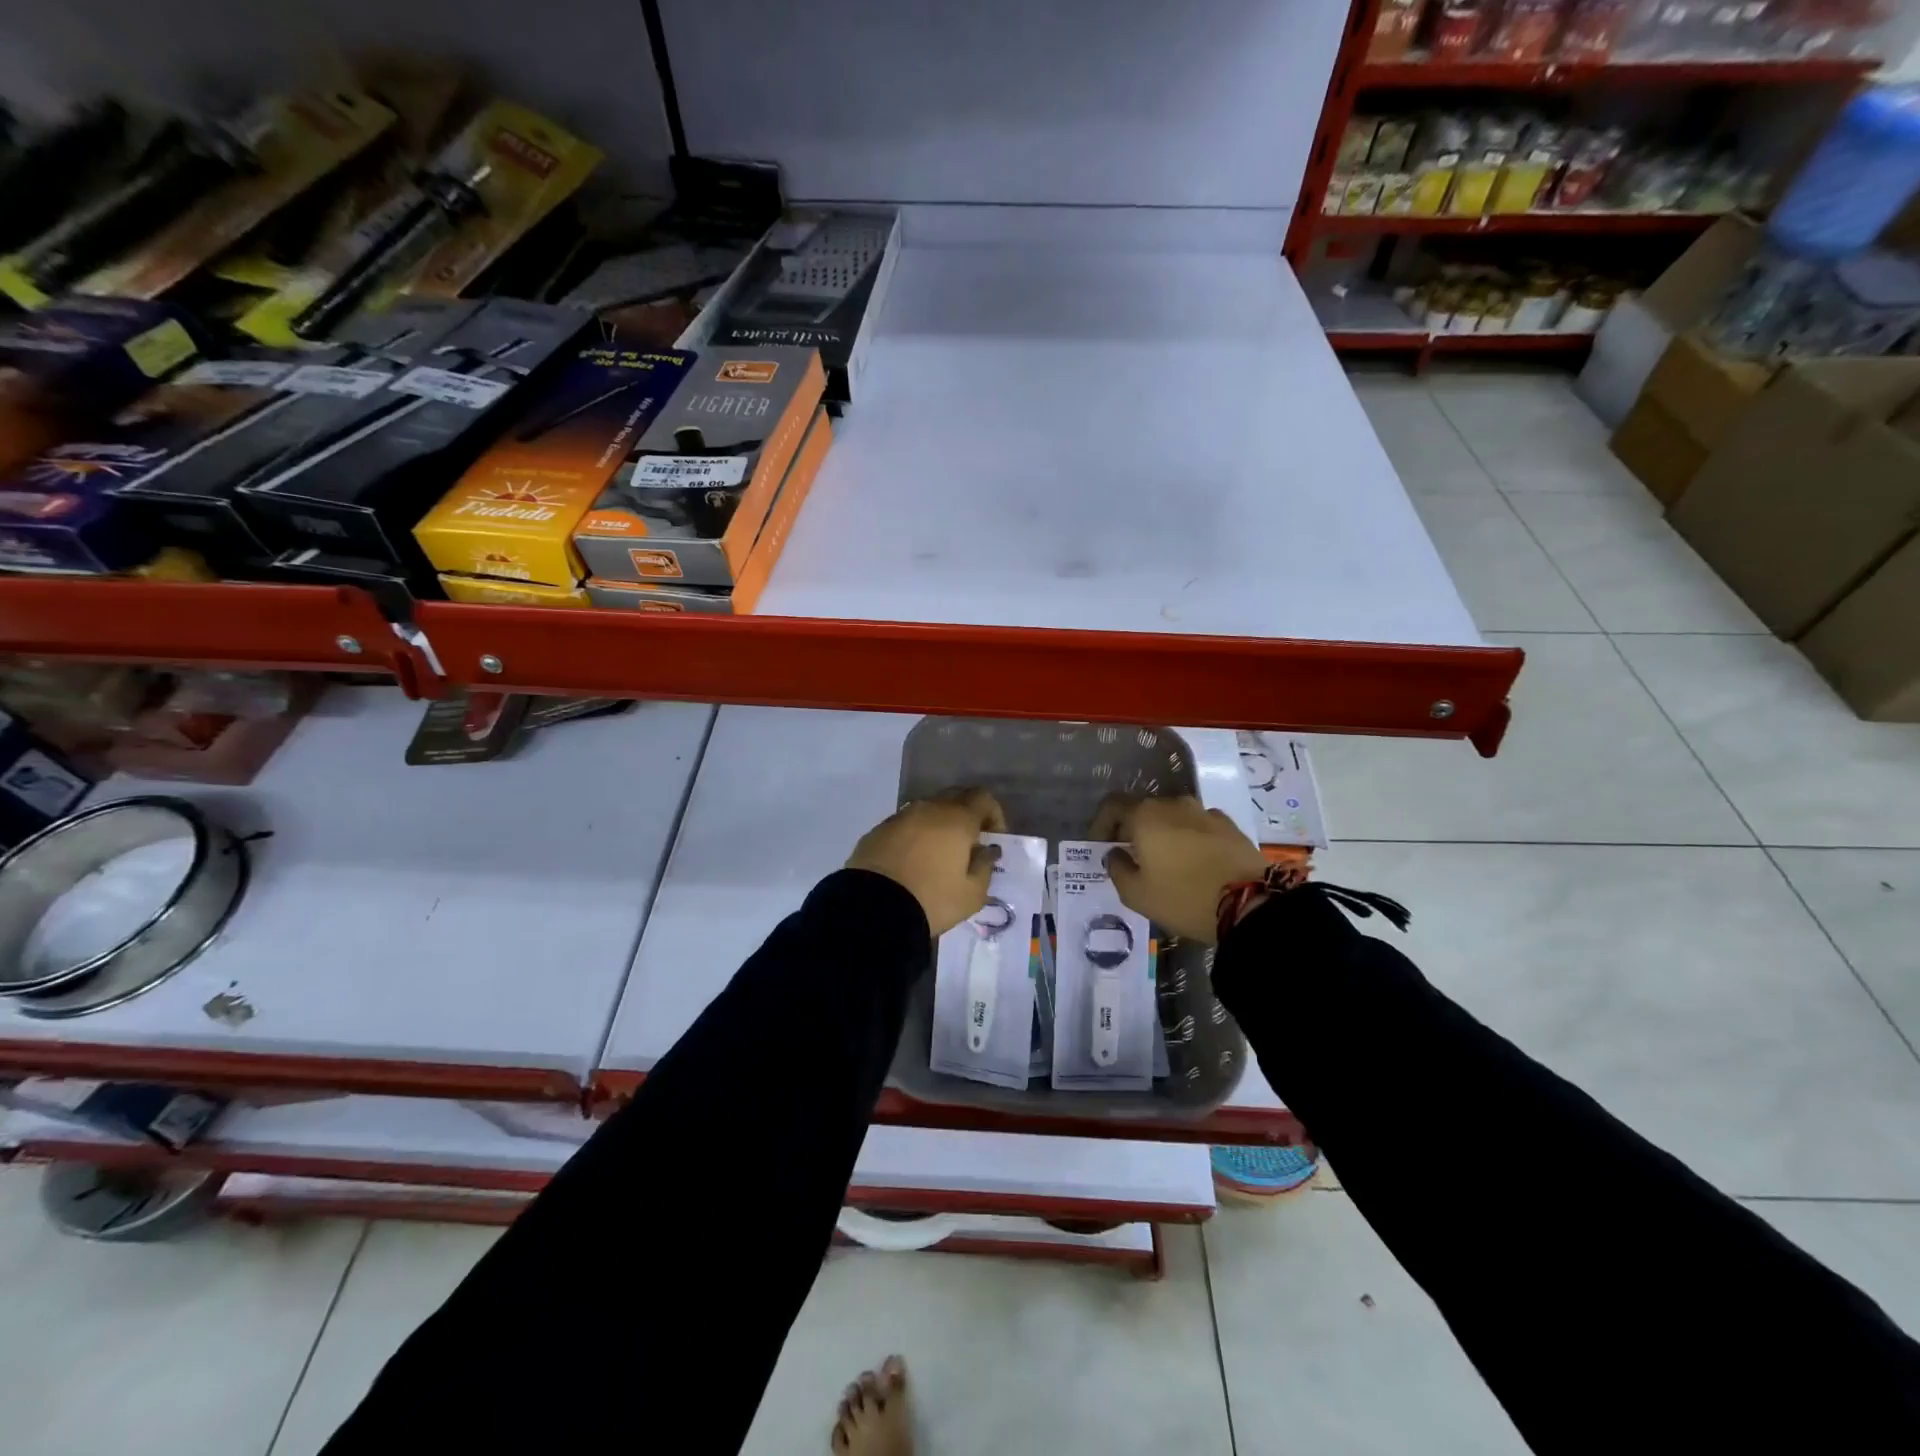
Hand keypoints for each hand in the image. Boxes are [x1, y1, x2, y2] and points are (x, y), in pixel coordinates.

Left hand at [847, 788, 1006, 935]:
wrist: (872, 909)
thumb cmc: (932, 900)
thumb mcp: (972, 894)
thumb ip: (985, 868)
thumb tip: (985, 852)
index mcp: (956, 818)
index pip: (983, 798)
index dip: (993, 815)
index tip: (992, 839)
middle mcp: (928, 808)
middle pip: (954, 799)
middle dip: (966, 817)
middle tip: (967, 846)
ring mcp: (898, 817)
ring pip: (927, 811)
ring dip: (937, 827)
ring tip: (937, 857)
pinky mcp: (876, 831)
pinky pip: (904, 826)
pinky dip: (913, 837)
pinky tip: (911, 863)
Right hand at [1091, 794, 1265, 944]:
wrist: (1252, 903)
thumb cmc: (1184, 897)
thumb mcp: (1137, 895)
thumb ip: (1117, 870)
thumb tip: (1115, 854)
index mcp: (1146, 816)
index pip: (1112, 806)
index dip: (1101, 824)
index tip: (1100, 846)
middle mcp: (1174, 805)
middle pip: (1143, 810)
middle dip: (1132, 830)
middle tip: (1130, 857)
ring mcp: (1205, 812)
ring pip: (1172, 817)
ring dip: (1162, 834)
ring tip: (1164, 861)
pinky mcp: (1229, 826)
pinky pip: (1198, 826)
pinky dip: (1189, 838)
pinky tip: (1193, 862)